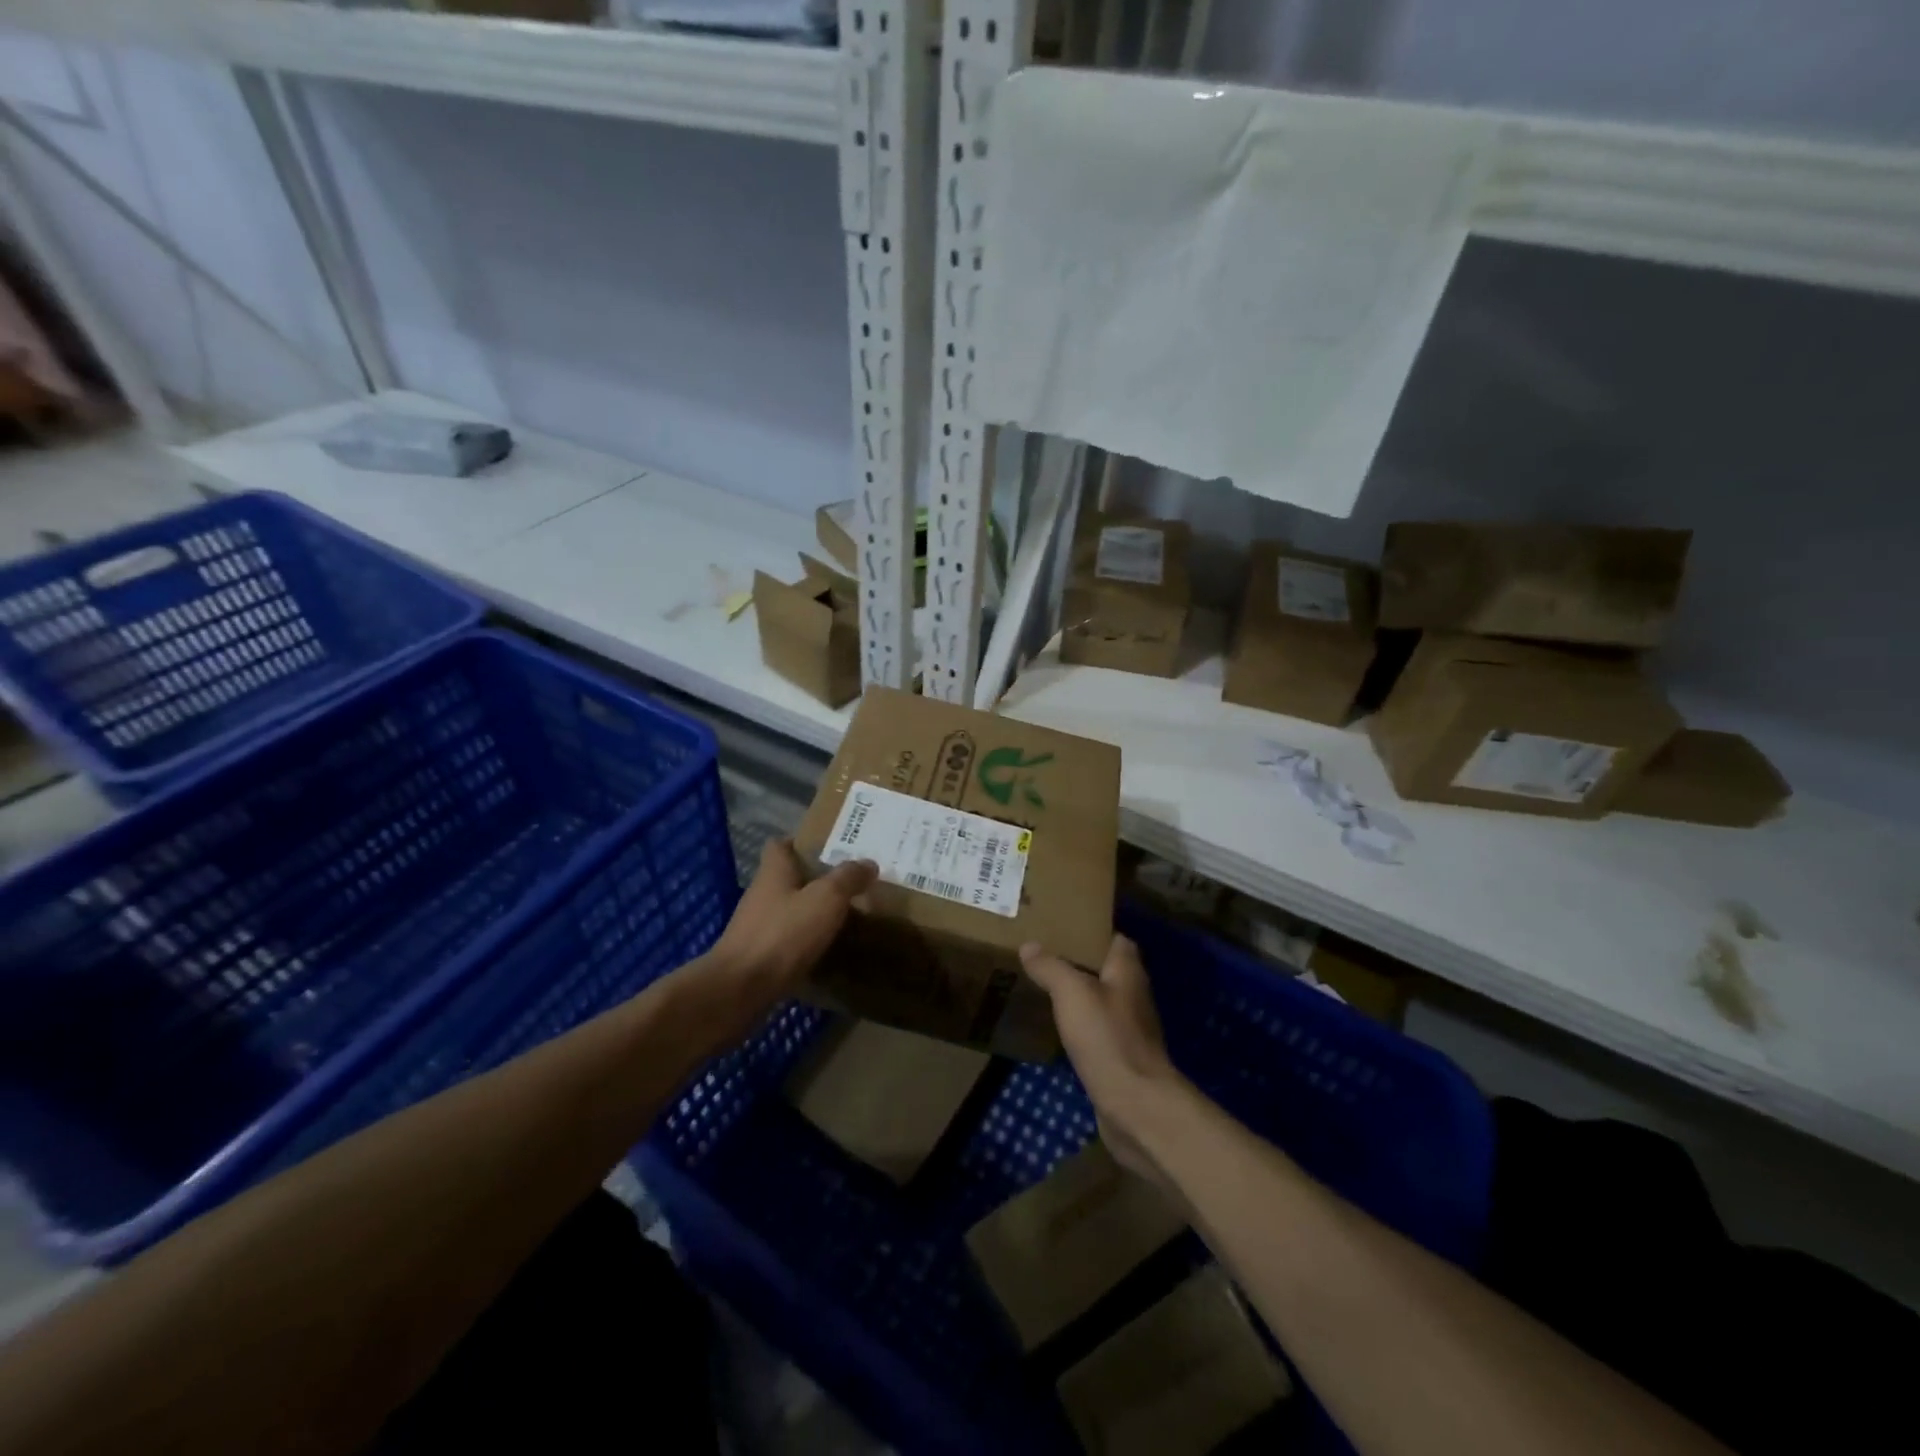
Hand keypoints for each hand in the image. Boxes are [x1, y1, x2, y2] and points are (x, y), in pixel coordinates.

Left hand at [709, 839, 876, 1016]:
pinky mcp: (758, 957)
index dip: (802, 843)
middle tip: (850, 884)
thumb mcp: (826, 898)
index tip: (830, 848)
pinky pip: (787, 941)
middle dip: (816, 880)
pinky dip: (805, 942)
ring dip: (812, 913)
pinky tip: (828, 950)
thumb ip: (848, 878)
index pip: (781, 845)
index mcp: (774, 871)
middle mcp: (762, 894)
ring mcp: (757, 927)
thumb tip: (868, 863)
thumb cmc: (784, 933)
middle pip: (788, 878)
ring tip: (846, 917)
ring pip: (789, 910)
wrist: (741, 990)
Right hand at [1019, 935, 1189, 1189]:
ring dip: (1078, 995)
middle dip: (1079, 962)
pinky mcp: (1120, 1057)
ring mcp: (1129, 1028)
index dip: (1092, 931)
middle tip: (1043, 955)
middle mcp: (1133, 995)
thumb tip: (1030, 946)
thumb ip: (1051, 967)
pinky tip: (1055, 1026)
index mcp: (1128, 971)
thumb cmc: (1107, 1038)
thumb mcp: (1072, 993)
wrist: (1135, 1106)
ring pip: (1100, 1001)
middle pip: (1106, 969)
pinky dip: (1078, 1025)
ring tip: (1043, 986)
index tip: (1062, 927)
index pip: (1116, 939)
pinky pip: (1096, 1031)